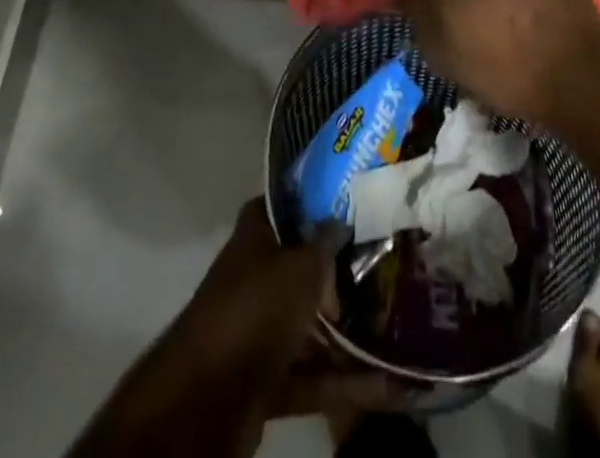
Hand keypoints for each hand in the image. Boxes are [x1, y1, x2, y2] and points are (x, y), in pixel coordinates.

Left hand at [171, 202, 392, 439]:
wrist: (208, 398)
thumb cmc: (256, 307)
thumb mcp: (300, 266)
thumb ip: (324, 243)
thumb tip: (340, 222)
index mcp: (254, 237)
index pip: (283, 206)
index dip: (312, 201)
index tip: (349, 203)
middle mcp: (254, 277)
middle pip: (300, 267)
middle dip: (337, 272)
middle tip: (382, 268)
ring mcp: (258, 329)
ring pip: (307, 324)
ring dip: (344, 332)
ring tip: (391, 328)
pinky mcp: (265, 379)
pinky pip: (310, 375)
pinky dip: (342, 381)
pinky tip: (385, 385)